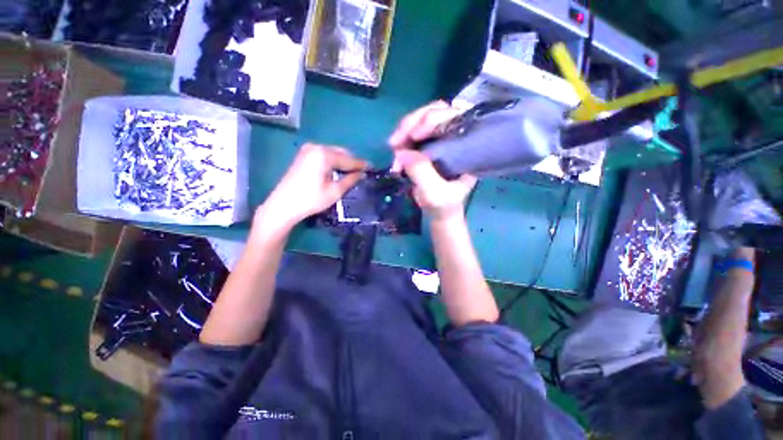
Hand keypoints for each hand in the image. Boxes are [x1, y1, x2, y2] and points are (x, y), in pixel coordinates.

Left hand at [258, 144, 366, 233]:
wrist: (283, 205)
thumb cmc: (311, 199)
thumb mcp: (335, 191)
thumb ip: (351, 180)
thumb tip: (362, 174)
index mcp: (324, 155)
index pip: (349, 159)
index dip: (361, 165)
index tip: (372, 168)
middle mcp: (316, 147)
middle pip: (341, 153)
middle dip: (352, 162)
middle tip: (362, 172)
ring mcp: (308, 150)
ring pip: (333, 153)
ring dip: (343, 162)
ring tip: (351, 173)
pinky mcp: (303, 156)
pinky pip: (324, 155)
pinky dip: (333, 162)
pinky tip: (337, 171)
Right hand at [388, 101, 474, 220]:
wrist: (440, 212)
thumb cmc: (444, 205)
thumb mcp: (434, 193)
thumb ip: (421, 172)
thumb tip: (402, 152)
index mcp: (467, 146)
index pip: (454, 117)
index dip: (432, 120)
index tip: (414, 136)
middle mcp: (455, 136)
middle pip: (436, 112)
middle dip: (412, 123)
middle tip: (395, 142)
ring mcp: (440, 139)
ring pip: (421, 120)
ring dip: (404, 131)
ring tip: (393, 147)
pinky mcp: (427, 145)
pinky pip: (412, 132)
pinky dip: (401, 138)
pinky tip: (395, 149)